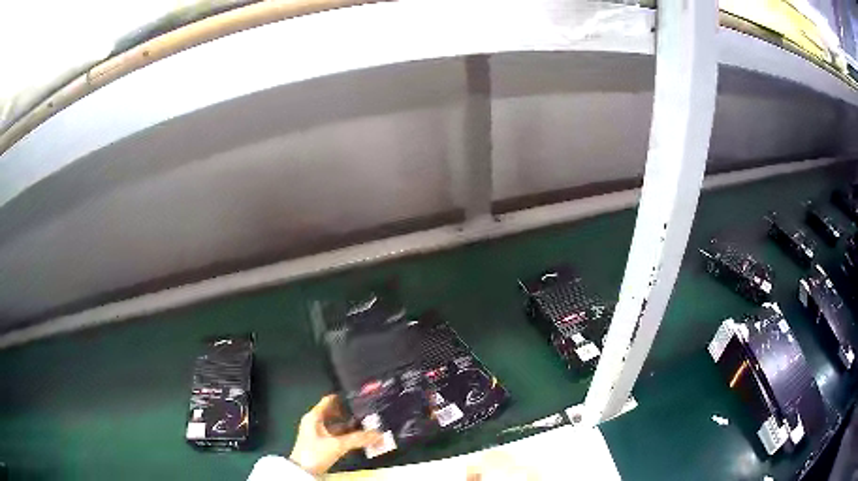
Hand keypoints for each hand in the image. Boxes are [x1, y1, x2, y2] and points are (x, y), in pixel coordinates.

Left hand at [289, 394, 381, 474]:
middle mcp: (315, 422)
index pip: (329, 400)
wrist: (303, 472)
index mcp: (314, 416)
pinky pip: (336, 435)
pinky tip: (357, 438)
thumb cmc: (315, 452)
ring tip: (366, 426)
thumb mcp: (337, 445)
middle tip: (366, 413)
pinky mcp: (321, 443)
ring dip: (349, 426)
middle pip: (334, 413)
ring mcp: (317, 433)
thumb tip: (378, 434)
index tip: (358, 397)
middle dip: (350, 413)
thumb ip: (358, 439)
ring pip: (336, 425)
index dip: (343, 397)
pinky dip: (346, 435)